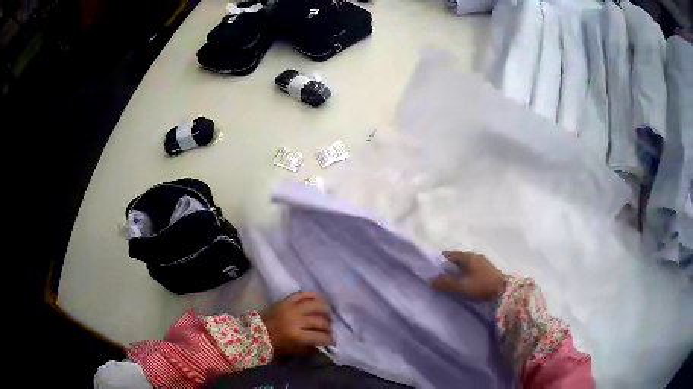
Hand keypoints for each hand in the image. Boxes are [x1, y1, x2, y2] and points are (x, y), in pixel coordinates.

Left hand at [260, 292, 333, 355]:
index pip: (320, 337)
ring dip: (324, 310)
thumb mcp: (292, 351)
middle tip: (329, 330)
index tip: (332, 342)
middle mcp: (296, 320)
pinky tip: (319, 301)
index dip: (330, 340)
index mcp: (296, 336)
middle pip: (320, 321)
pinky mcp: (286, 300)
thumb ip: (308, 349)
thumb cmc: (274, 344)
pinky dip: (312, 296)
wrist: (255, 331)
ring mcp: (291, 308)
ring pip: (315, 305)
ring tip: (327, 315)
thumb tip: (322, 346)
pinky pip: (302, 294)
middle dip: (328, 327)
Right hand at [430, 251, 505, 300]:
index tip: (433, 271)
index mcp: (467, 256)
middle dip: (448, 267)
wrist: (503, 291)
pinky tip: (464, 284)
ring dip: (457, 272)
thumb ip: (445, 283)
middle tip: (440, 279)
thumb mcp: (460, 285)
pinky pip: (471, 270)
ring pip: (464, 265)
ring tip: (451, 283)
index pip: (449, 254)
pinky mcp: (486, 270)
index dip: (439, 261)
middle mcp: (474, 256)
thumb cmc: (481, 285)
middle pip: (457, 259)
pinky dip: (465, 275)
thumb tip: (430, 280)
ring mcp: (482, 263)